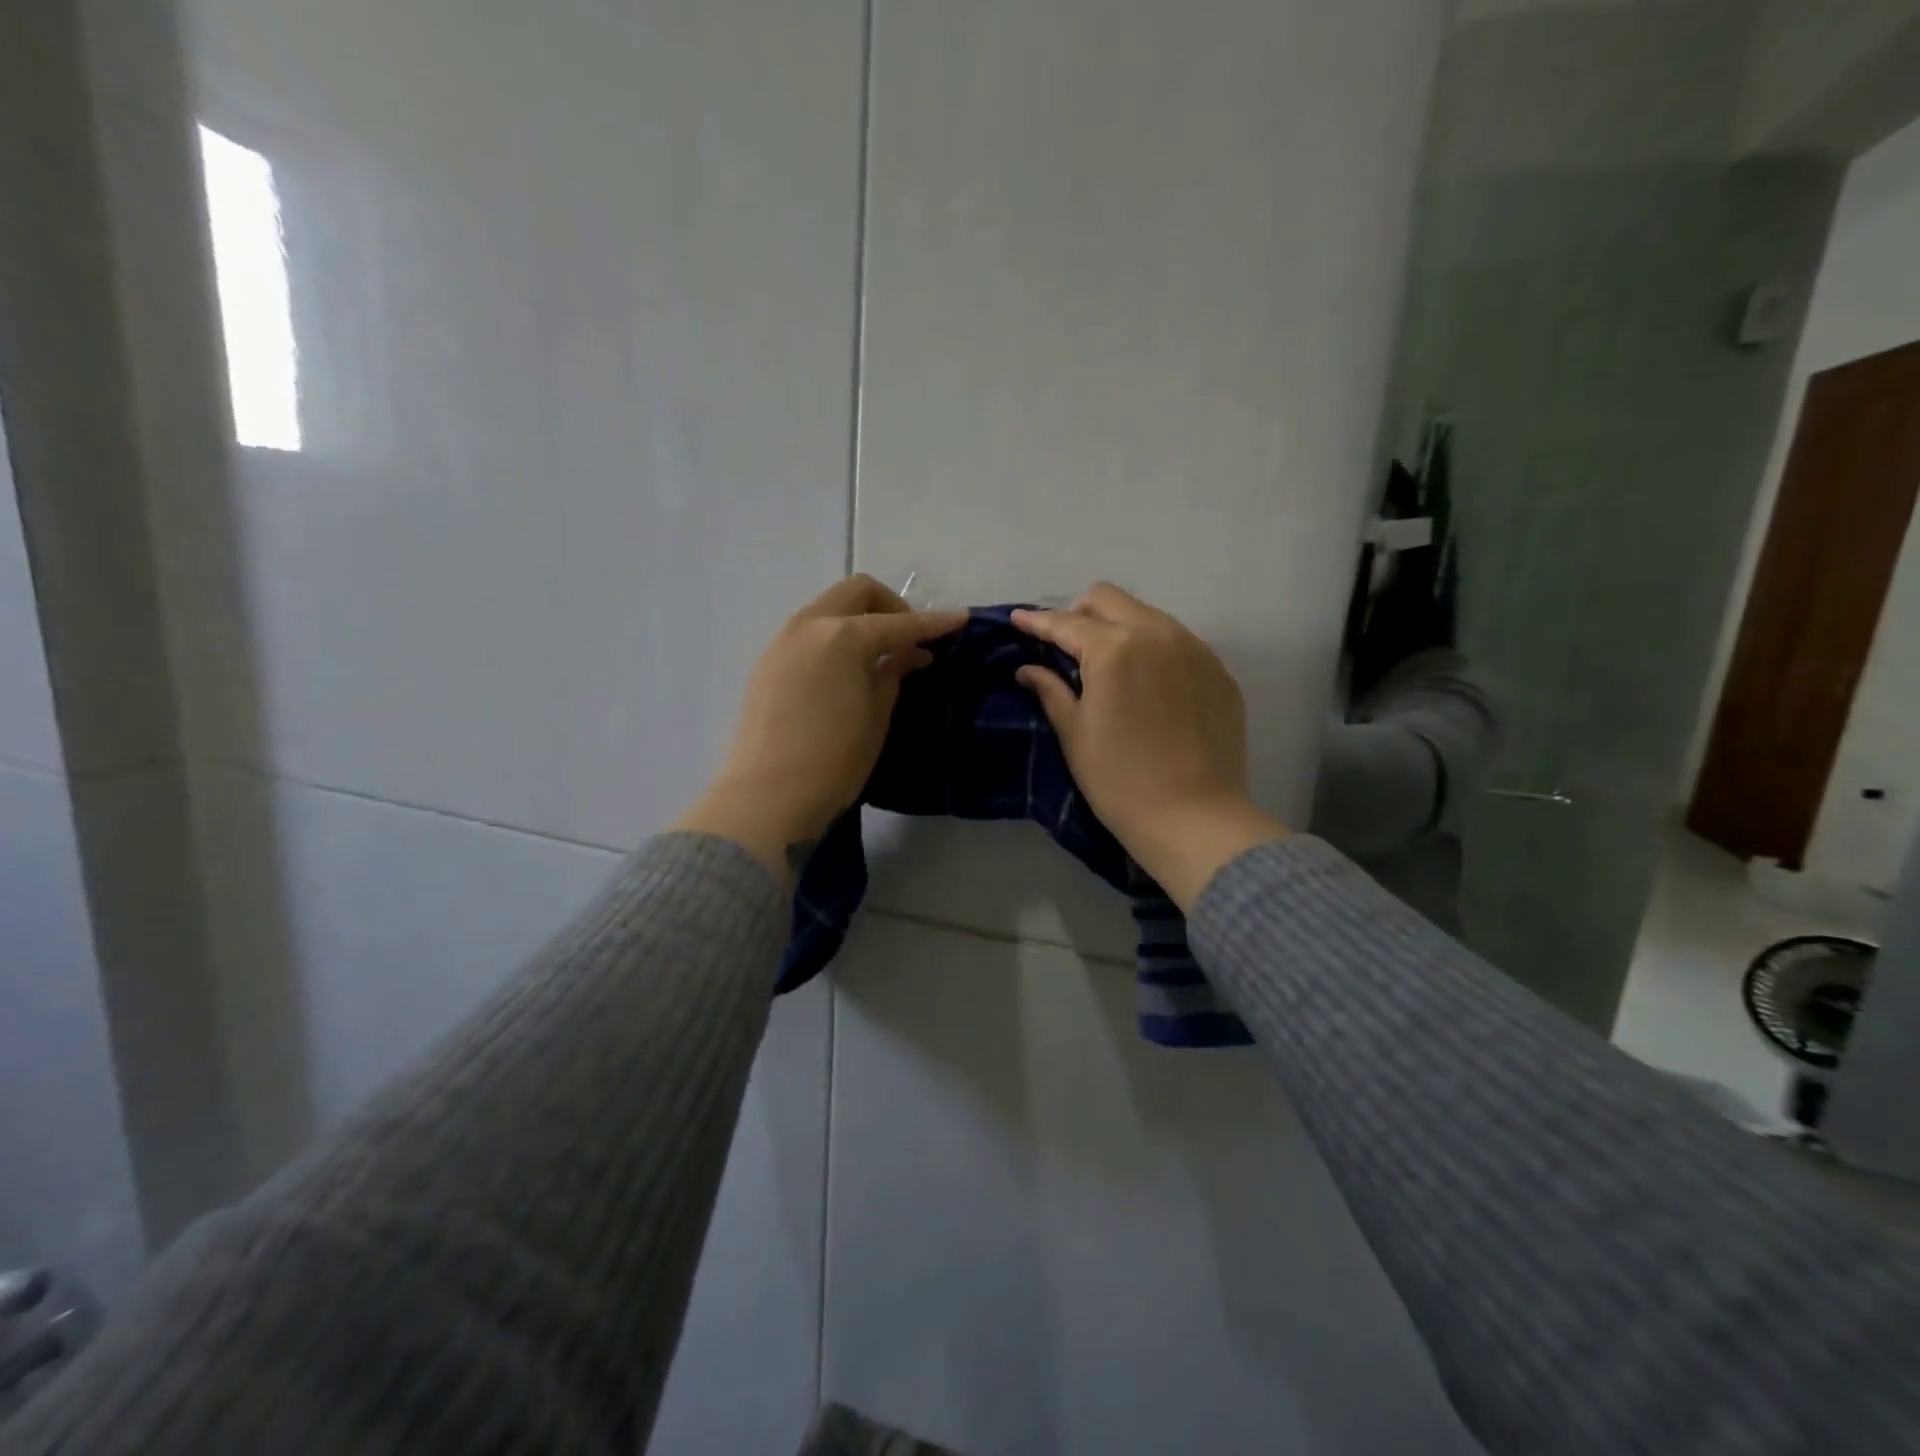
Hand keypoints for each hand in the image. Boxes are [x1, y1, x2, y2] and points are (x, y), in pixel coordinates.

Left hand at [674, 576, 965, 878]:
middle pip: (857, 592)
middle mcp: (810, 625)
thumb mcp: (877, 716)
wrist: (767, 795)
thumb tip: (913, 653)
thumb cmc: (834, 760)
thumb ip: (894, 673)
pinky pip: (810, 631)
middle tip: (910, 638)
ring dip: (860, 618)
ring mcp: (783, 640)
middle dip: (891, 605)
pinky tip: (847, 669)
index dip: (933, 622)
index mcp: (844, 637)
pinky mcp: (768, 661)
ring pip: (829, 608)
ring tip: (881, 655)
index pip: (899, 623)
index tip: (960, 619)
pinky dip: (835, 636)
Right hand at [1013, 584, 1286, 909]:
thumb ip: (1051, 691)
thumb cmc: (1119, 781)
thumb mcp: (1075, 735)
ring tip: (1109, 663)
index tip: (1018, 619)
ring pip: (1148, 615)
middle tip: (1066, 644)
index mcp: (1114, 649)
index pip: (1066, 623)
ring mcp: (1195, 650)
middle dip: (1080, 613)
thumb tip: (1028, 668)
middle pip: (1109, 600)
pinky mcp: (1219, 671)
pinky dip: (1154, 650)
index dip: (1037, 621)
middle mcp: (1157, 634)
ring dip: (1120, 627)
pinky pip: (1179, 642)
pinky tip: (1149, 684)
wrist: (1194, 818)